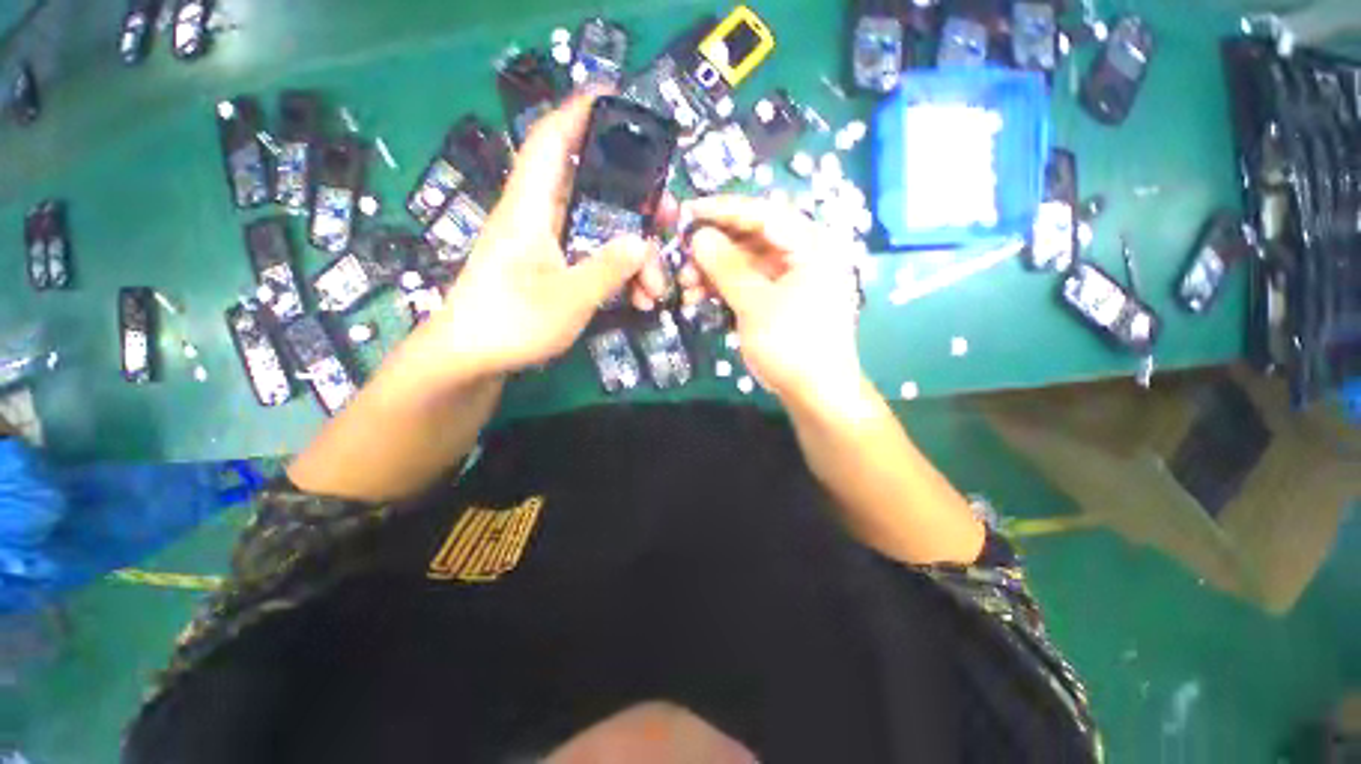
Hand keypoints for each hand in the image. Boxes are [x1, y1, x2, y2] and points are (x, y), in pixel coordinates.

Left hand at [419, 93, 673, 380]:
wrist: (474, 358)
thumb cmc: (510, 322)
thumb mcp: (567, 298)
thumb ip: (607, 268)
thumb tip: (644, 242)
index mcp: (531, 208)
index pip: (553, 141)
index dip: (581, 113)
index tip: (618, 99)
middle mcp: (542, 218)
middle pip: (595, 190)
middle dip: (638, 202)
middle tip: (669, 219)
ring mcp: (551, 246)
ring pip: (602, 232)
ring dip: (635, 256)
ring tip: (656, 288)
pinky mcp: (556, 269)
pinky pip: (597, 259)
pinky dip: (621, 275)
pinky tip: (639, 299)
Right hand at [683, 195, 864, 403]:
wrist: (816, 393)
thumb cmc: (792, 344)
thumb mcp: (755, 304)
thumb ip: (726, 267)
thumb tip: (698, 236)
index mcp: (810, 245)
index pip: (763, 214)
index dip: (723, 210)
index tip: (688, 211)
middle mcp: (802, 255)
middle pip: (751, 238)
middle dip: (713, 249)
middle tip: (681, 258)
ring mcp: (790, 278)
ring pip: (745, 263)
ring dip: (713, 272)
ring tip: (685, 286)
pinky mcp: (778, 299)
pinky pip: (747, 284)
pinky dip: (723, 288)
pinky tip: (698, 297)